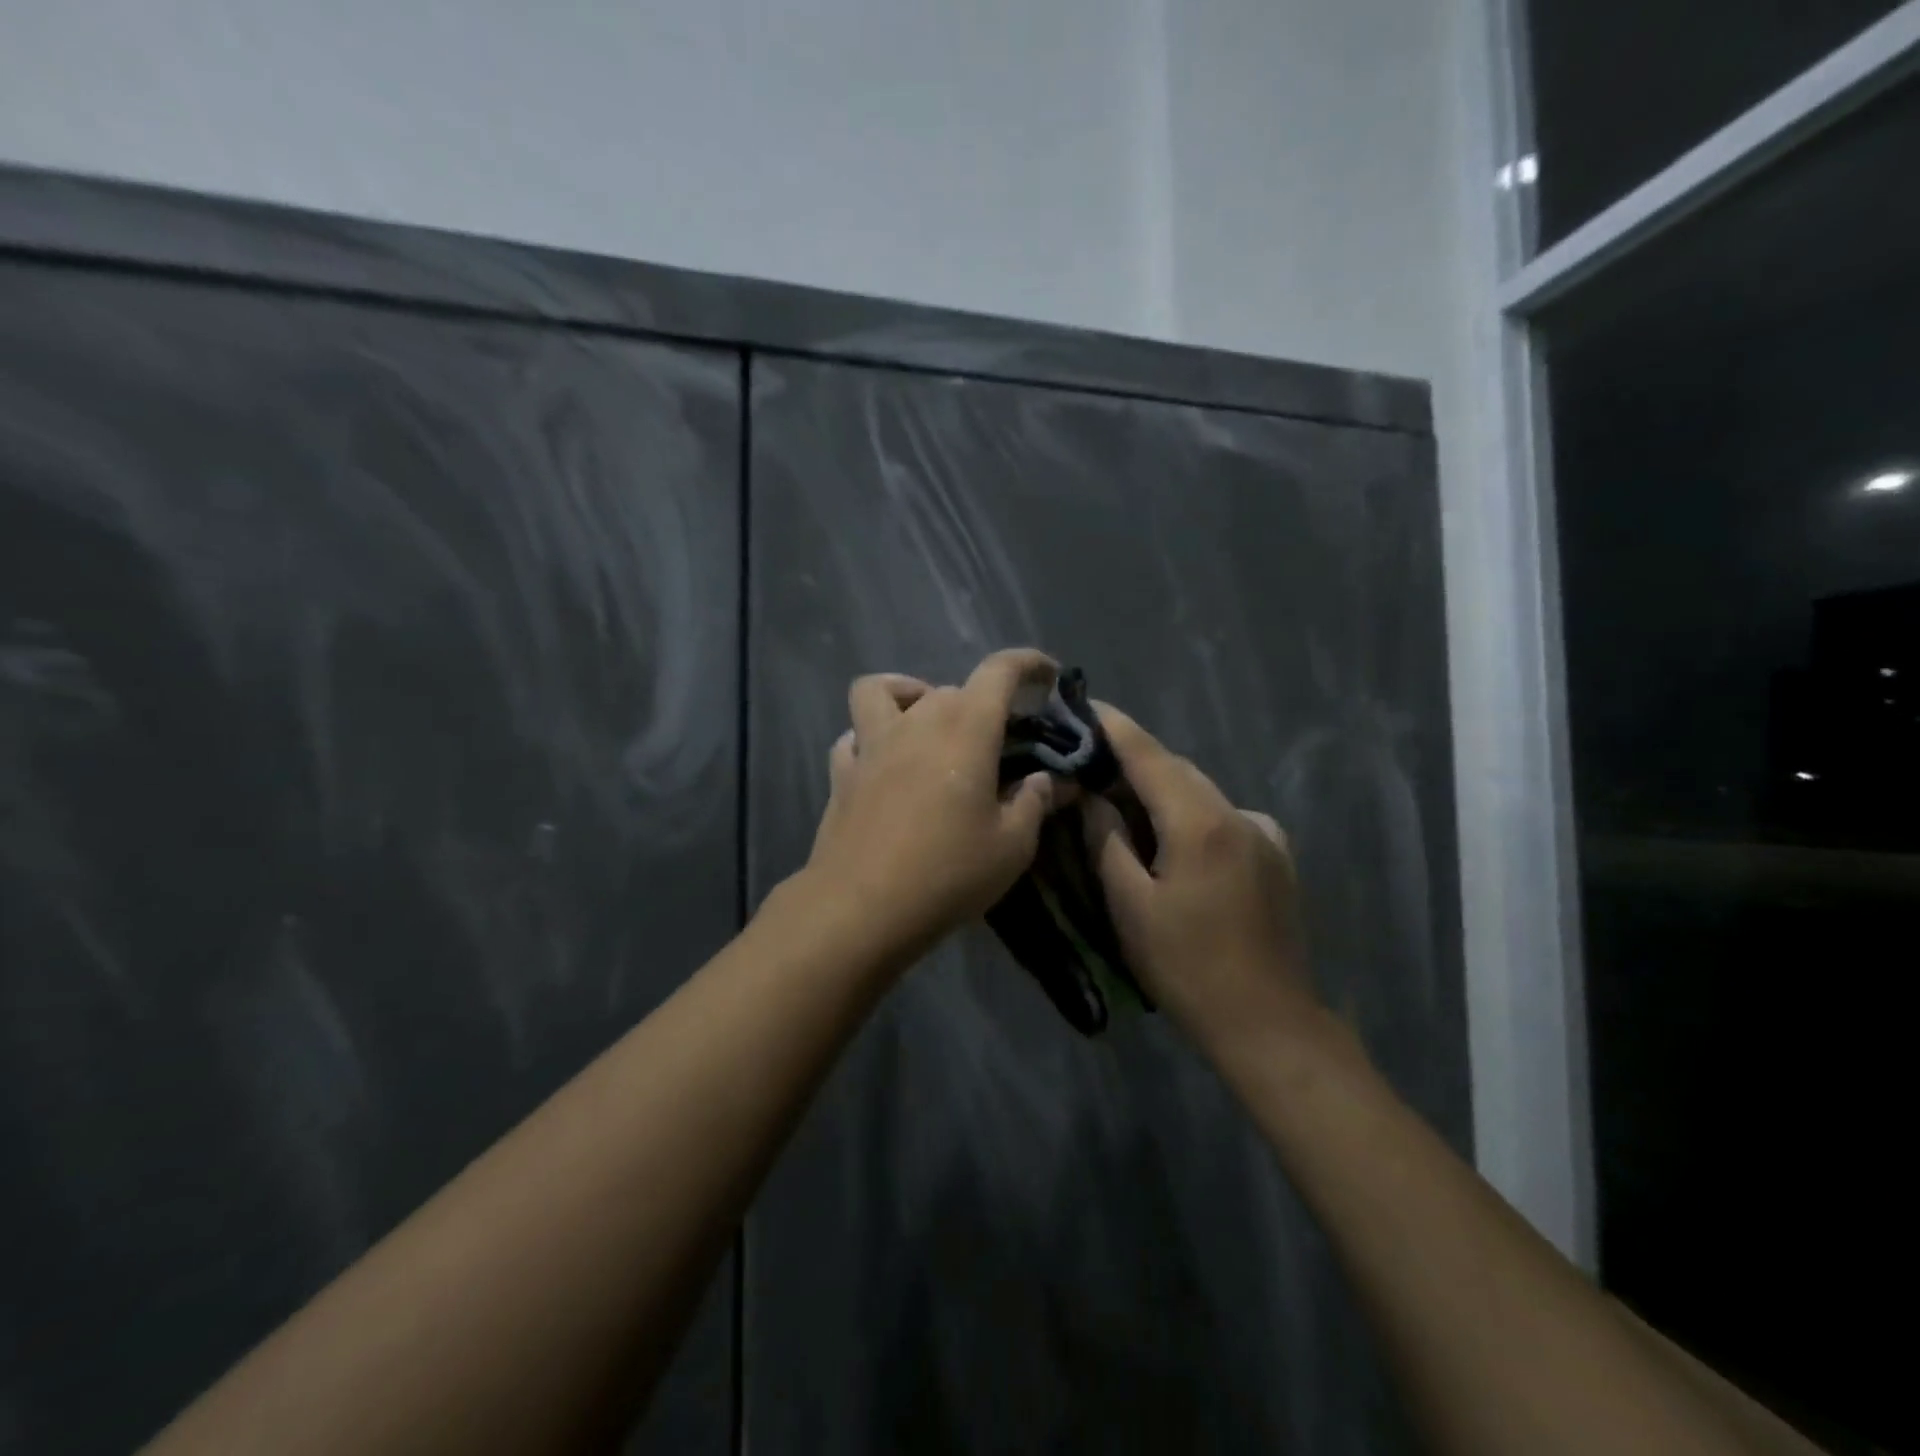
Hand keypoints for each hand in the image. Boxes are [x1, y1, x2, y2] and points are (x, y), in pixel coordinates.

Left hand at [799, 649, 1058, 958]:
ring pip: (881, 691)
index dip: (1028, 663)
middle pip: (950, 688)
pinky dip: (870, 738)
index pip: (999, 671)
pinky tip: (884, 764)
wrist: (861, 908)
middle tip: (995, 741)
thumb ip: (1035, 802)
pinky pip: (853, 736)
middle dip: (979, 703)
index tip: (1047, 676)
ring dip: (908, 696)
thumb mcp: (1012, 846)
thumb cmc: (948, 873)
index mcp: (966, 729)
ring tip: (927, 726)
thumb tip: (1053, 780)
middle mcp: (916, 722)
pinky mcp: (841, 773)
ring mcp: (871, 745)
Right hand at [1082, 704, 1318, 1052]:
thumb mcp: (1130, 905)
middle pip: (1177, 770)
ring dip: (1162, 791)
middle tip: (1091, 764)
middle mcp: (1239, 814)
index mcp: (1201, 822)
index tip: (1086, 703)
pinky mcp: (1277, 855)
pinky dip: (1192, 815)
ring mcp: (1265, 833)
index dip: (1115, 727)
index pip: (1149, 755)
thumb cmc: (1186, 966)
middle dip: (1134, 762)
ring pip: (1201, 793)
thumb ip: (1107, 840)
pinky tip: (1174, 843)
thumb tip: (1093, 796)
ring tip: (1123, 804)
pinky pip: (1224, 817)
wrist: (1267, 1022)